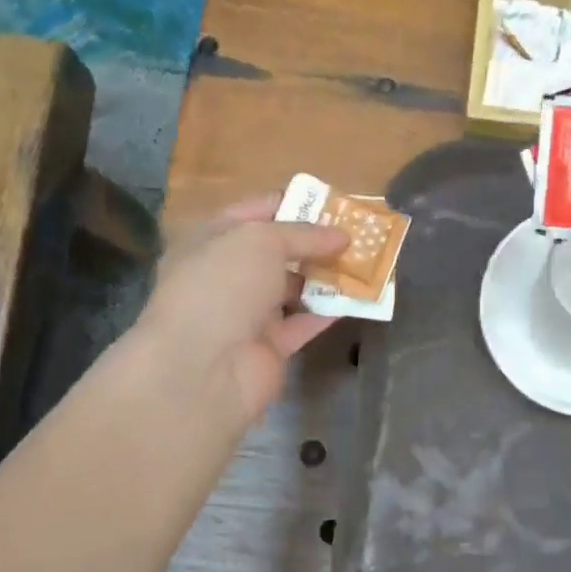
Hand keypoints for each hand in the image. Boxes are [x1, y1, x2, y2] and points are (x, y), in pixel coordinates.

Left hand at [130, 195, 348, 425]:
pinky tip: (359, 299)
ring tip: (365, 263)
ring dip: (326, 277)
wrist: (204, 367)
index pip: (255, 212)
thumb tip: (341, 236)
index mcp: (211, 239)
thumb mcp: (262, 241)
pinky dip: (328, 312)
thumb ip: (304, 234)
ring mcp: (247, 313)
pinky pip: (304, 323)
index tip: (334, 205)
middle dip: (316, 243)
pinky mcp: (269, 347)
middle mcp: (227, 274)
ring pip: (293, 288)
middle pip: (277, 252)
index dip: (293, 204)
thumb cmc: (223, 285)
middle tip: (358, 235)